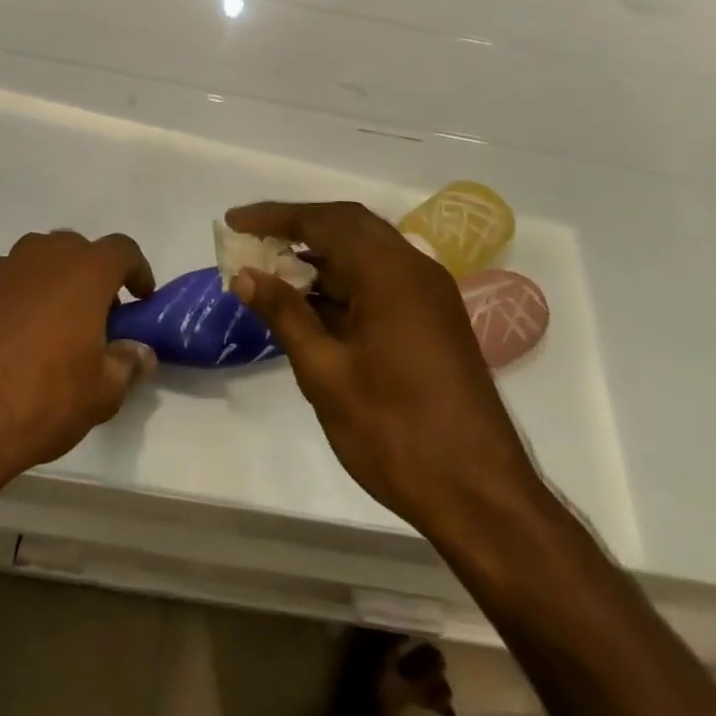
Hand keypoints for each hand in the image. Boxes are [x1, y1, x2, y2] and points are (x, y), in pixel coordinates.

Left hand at [0, 230, 157, 481]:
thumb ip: (126, 365)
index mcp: (83, 271)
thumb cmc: (41, 398)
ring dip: (52, 284)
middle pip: (76, 249)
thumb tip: (140, 353)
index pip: (122, 250)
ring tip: (54, 329)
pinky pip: (6, 286)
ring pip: (37, 263)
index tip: (140, 298)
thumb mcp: (100, 394)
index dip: (136, 270)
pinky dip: (18, 302)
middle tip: (97, 315)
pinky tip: (13, 342)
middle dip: (92, 274)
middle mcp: (42, 257)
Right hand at [226, 201, 541, 531]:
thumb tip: (245, 276)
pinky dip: (345, 279)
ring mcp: (430, 294)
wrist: (481, 497)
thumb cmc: (395, 432)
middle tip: (253, 237)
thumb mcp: (325, 373)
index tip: (234, 221)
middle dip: (298, 226)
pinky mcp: (435, 319)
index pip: (323, 222)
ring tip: (274, 271)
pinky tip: (314, 304)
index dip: (274, 217)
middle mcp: (414, 269)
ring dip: (321, 254)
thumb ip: (285, 314)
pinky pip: (382, 278)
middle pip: (348, 225)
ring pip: (367, 251)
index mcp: (389, 273)